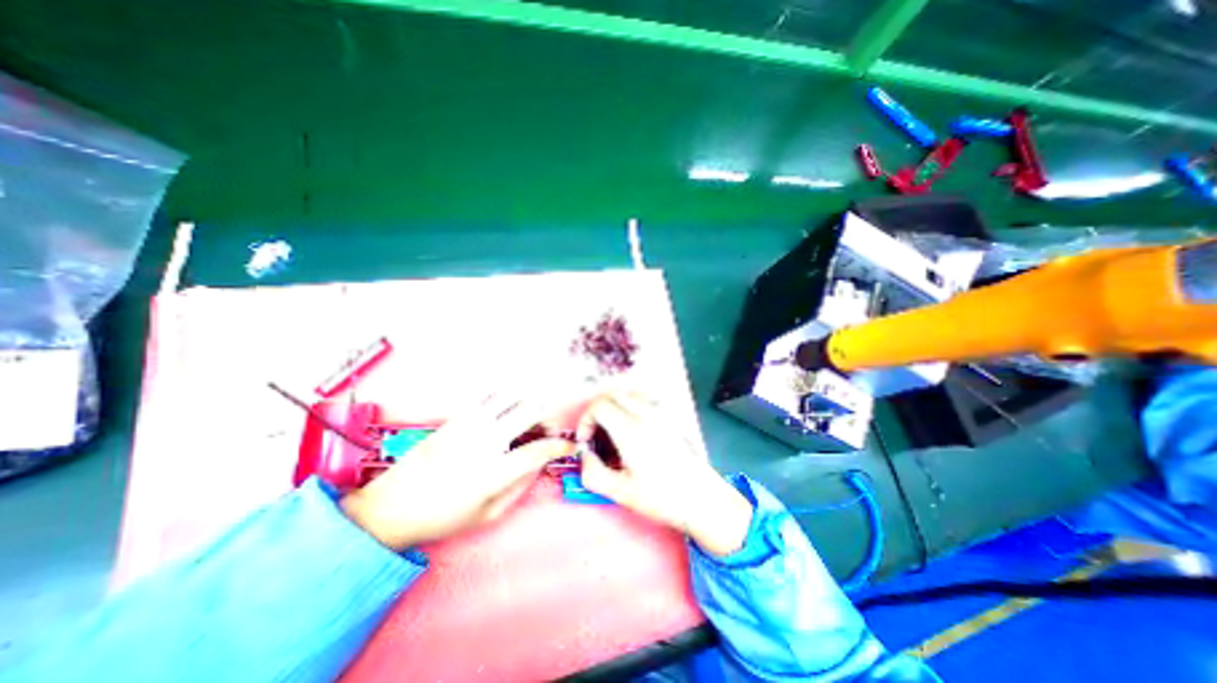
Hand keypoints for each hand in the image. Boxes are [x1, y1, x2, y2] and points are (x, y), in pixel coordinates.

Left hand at [340, 390, 581, 549]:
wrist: (391, 507)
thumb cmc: (443, 517)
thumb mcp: (488, 514)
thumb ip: (521, 486)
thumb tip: (540, 463)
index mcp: (493, 472)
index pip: (540, 450)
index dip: (562, 446)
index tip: (570, 447)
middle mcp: (484, 441)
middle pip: (530, 412)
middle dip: (549, 419)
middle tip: (547, 432)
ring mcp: (469, 424)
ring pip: (512, 397)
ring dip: (529, 404)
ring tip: (528, 419)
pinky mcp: (457, 417)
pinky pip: (489, 395)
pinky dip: (507, 396)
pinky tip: (508, 408)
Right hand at [578, 392, 756, 556]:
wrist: (702, 498)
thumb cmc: (661, 498)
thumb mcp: (621, 493)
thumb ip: (593, 473)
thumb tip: (585, 455)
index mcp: (631, 430)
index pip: (600, 406)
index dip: (586, 420)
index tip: (586, 441)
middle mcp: (646, 414)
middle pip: (613, 395)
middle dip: (597, 411)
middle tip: (595, 434)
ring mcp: (661, 413)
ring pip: (629, 393)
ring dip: (614, 405)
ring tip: (612, 429)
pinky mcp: (670, 417)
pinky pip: (644, 400)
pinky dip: (630, 405)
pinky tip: (632, 428)